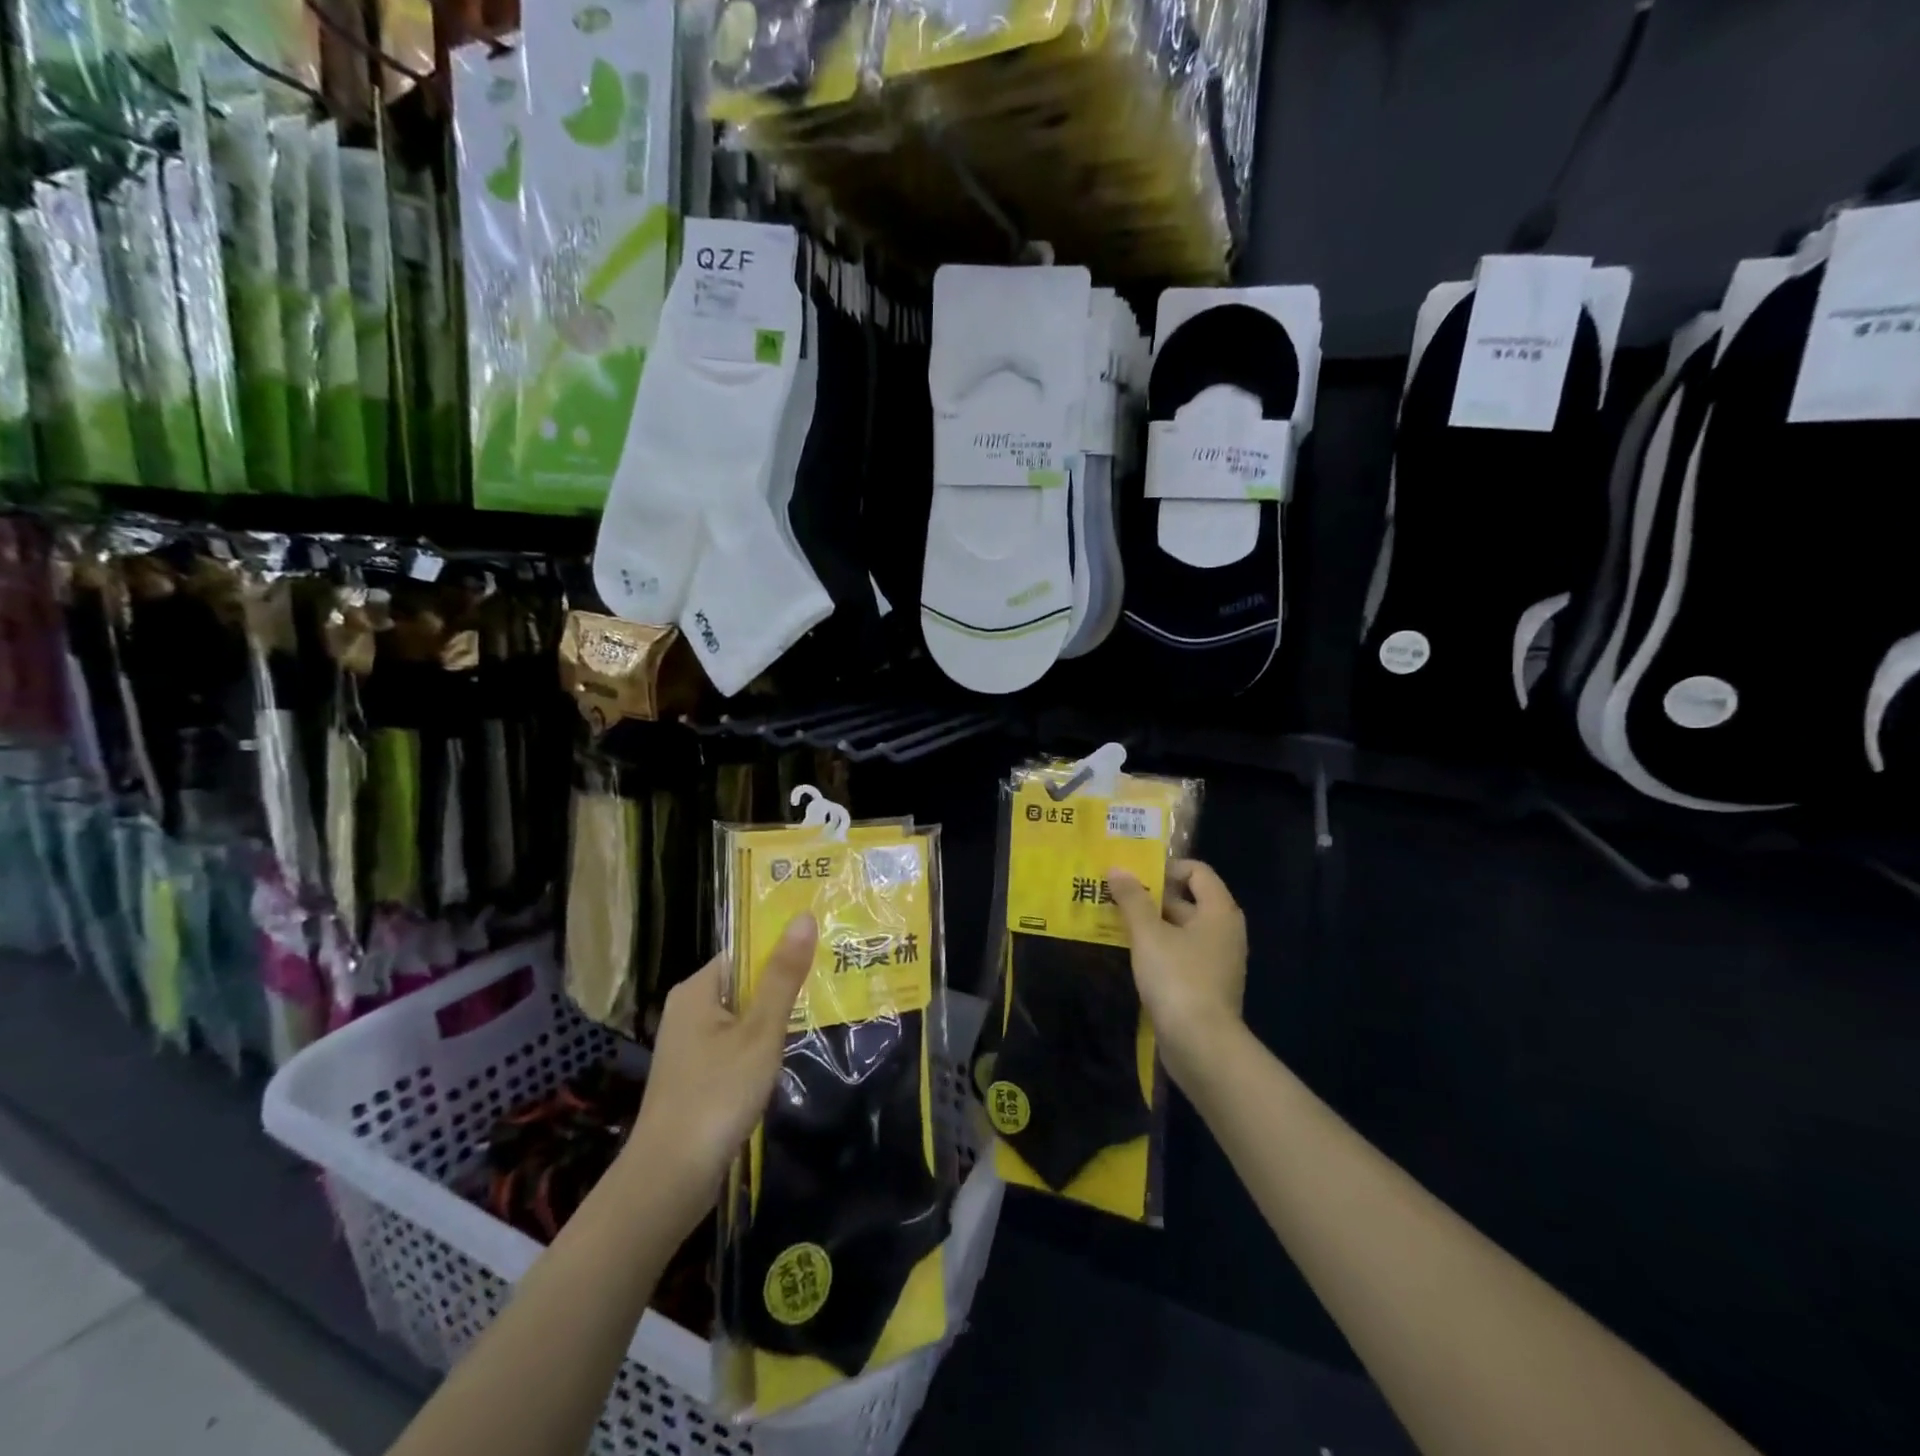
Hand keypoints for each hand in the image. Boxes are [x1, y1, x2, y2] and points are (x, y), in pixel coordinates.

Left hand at [617, 914, 818, 1237]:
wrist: (669, 1179)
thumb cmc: (717, 1095)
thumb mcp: (760, 1031)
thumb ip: (783, 976)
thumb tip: (804, 917)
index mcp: (697, 989)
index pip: (745, 951)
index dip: (782, 950)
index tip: (822, 953)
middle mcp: (688, 1009)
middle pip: (744, 983)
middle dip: (782, 987)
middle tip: (829, 984)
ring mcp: (689, 1045)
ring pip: (742, 1017)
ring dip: (773, 1021)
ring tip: (817, 1017)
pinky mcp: (694, 1076)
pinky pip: (734, 1045)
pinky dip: (758, 1048)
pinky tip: (784, 1060)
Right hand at [1108, 860, 1247, 1085]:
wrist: (1202, 1046)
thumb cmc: (1178, 979)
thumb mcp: (1148, 934)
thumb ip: (1132, 899)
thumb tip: (1117, 869)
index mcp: (1219, 911)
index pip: (1197, 871)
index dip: (1166, 867)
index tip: (1134, 876)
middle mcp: (1224, 931)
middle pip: (1187, 899)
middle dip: (1151, 896)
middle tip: (1114, 896)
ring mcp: (1217, 961)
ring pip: (1180, 929)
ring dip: (1150, 924)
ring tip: (1115, 922)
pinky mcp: (1206, 985)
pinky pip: (1181, 954)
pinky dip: (1158, 949)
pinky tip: (1130, 954)